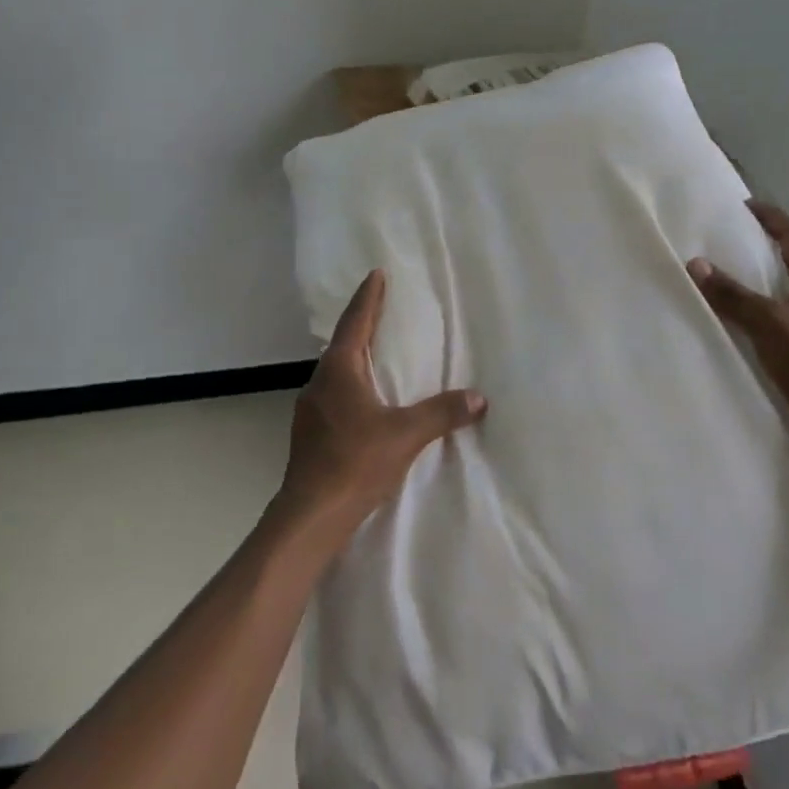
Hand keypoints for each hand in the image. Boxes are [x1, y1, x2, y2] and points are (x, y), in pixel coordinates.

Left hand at [278, 269, 485, 541]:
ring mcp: (310, 408)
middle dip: (362, 325)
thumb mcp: (405, 435)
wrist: (311, 514)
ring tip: (378, 355)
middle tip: (383, 310)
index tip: (376, 274)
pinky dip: (352, 386)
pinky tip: (365, 402)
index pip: (356, 322)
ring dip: (356, 358)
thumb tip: (478, 398)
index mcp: (339, 370)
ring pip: (336, 372)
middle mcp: (320, 382)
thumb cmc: (355, 462)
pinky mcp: (310, 433)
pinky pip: (334, 395)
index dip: (369, 297)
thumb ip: (442, 413)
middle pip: (343, 343)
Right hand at [688, 201, 788, 444]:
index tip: (745, 205)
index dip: (770, 218)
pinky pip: (785, 312)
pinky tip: (746, 315)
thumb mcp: (769, 324)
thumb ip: (732, 295)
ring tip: (735, 272)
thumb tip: (695, 263)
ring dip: (766, 275)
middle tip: (735, 237)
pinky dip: (765, 304)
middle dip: (768, 244)